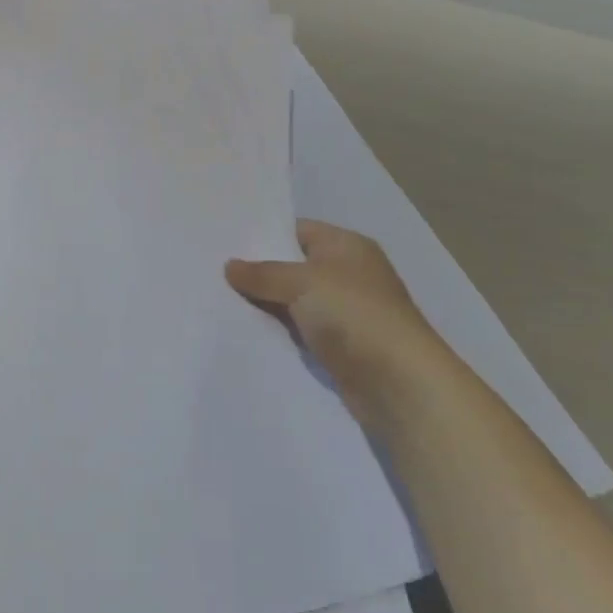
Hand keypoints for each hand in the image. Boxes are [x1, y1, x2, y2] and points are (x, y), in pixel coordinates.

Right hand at [226, 220, 456, 433]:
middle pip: (293, 265)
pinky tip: (244, 329)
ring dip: (265, 303)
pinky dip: (278, 329)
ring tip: (219, 298)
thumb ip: (262, 273)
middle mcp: (348, 273)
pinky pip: (299, 328)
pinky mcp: (339, 344)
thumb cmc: (353, 314)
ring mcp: (344, 311)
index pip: (296, 229)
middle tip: (214, 270)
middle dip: (258, 270)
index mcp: (346, 245)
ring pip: (293, 299)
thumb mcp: (301, 282)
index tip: (224, 241)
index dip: (263, 234)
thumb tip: (229, 266)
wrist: (399, 383)